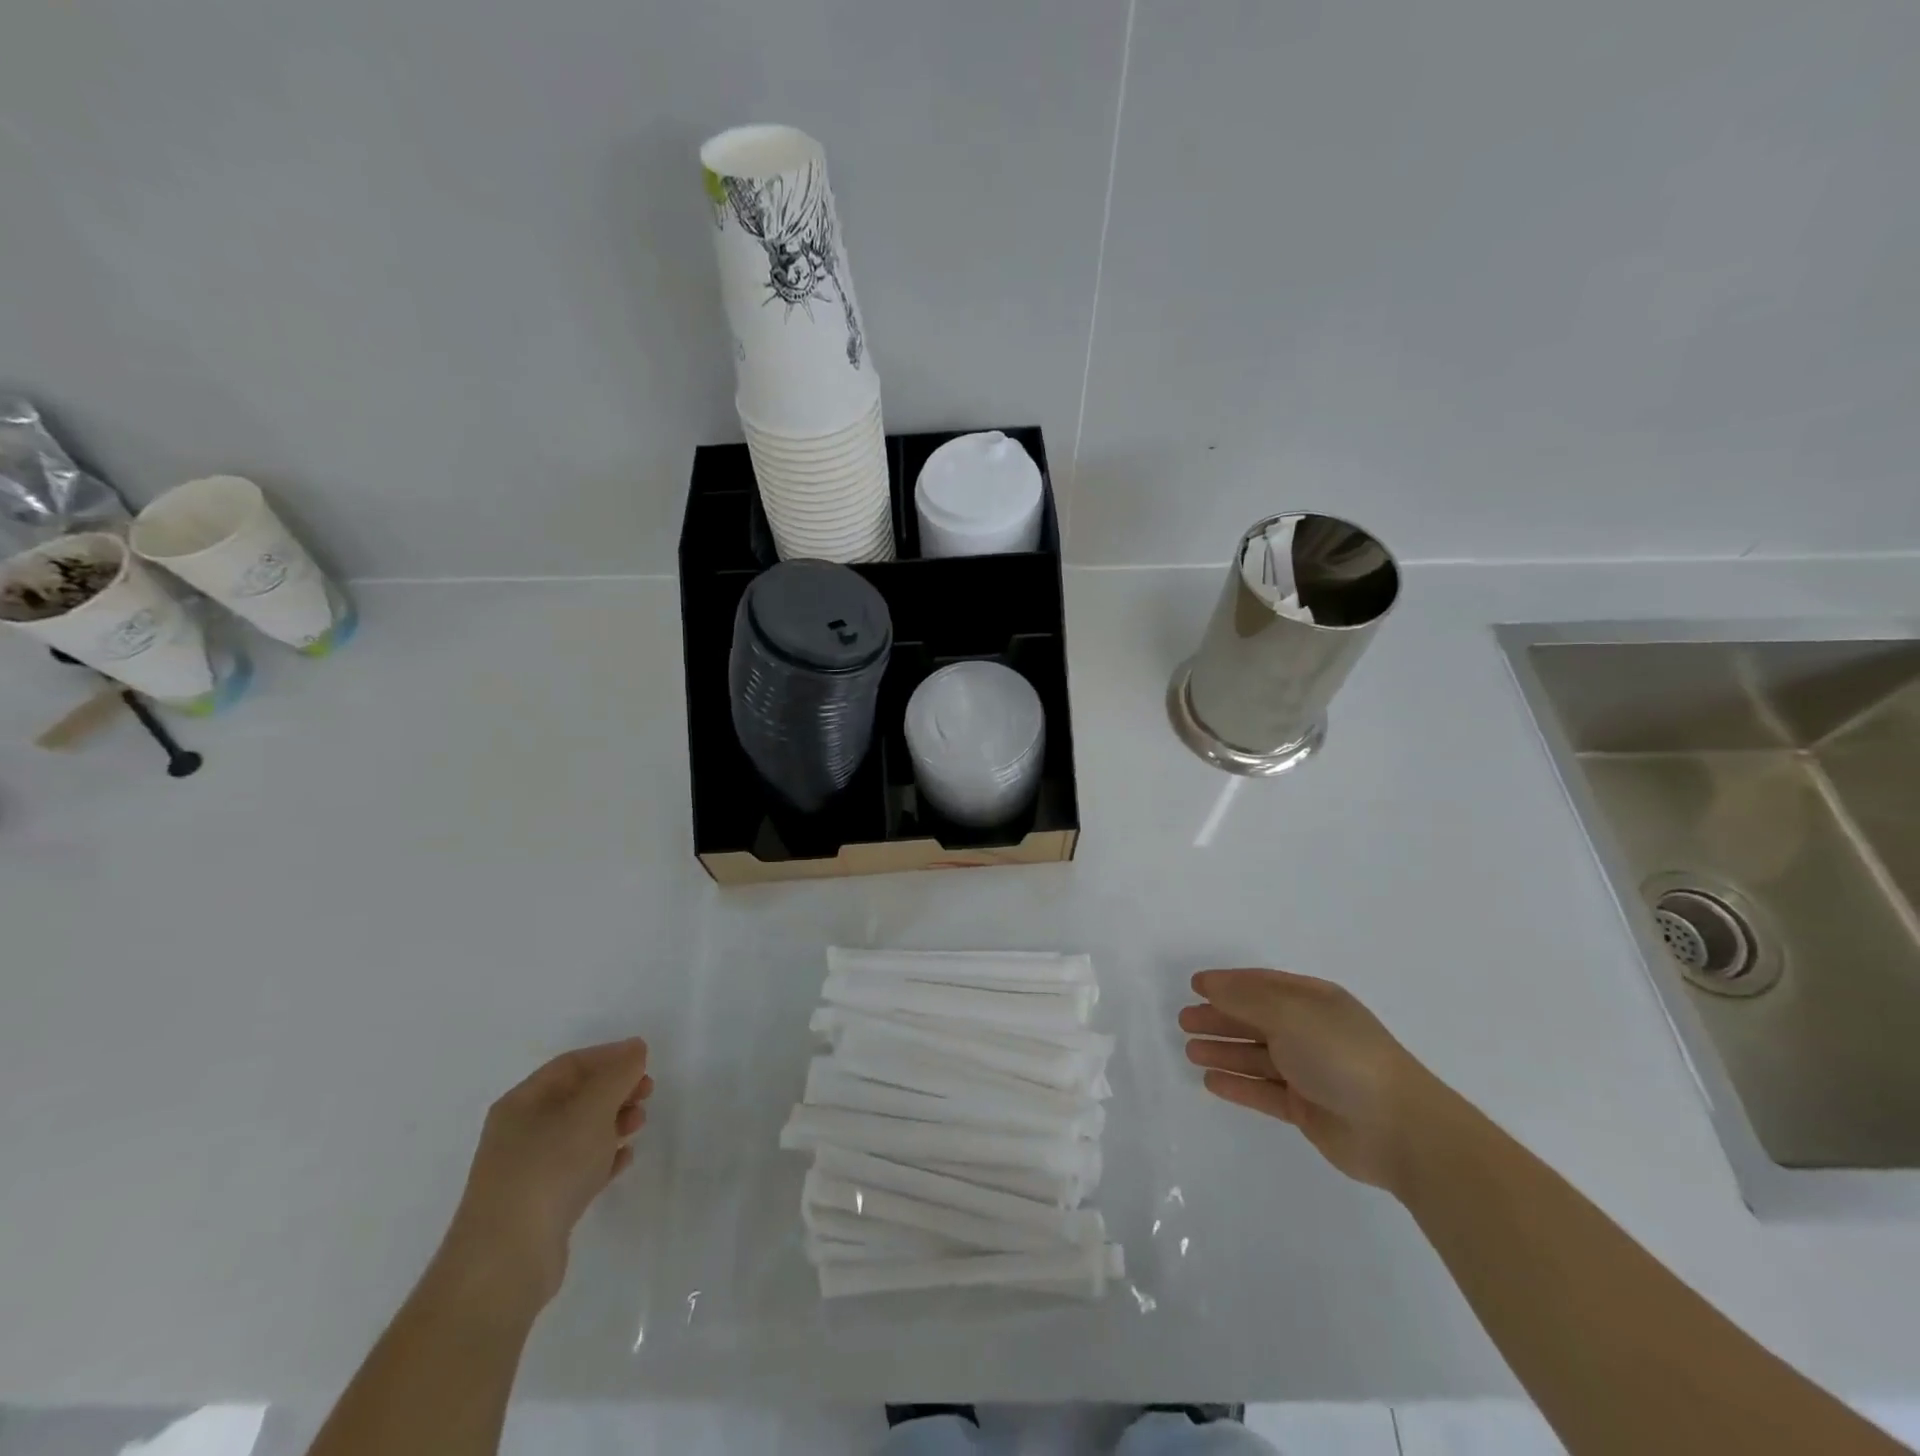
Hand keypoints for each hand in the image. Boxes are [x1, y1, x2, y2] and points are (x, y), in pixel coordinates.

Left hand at [436, 1038, 652, 1315]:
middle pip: (576, 1097)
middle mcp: (521, 1132)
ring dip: (614, 1121)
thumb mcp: (590, 1110)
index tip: (645, 1059)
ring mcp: (529, 1170)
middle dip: (615, 1089)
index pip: (571, 1064)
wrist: (506, 1263)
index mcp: (522, 1103)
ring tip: (640, 1123)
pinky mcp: (541, 1204)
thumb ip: (617, 1075)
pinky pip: (579, 1168)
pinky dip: (604, 1157)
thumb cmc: (548, 1169)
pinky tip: (625, 1158)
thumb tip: (635, 1049)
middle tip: (647, 1091)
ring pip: (579, 1132)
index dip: (609, 1055)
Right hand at [1180, 970, 1430, 1188]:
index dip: (1227, 983)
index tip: (1194, 986)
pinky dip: (1238, 1084)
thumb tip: (1209, 984)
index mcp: (1313, 1001)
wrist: (1398, 1129)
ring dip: (1223, 1051)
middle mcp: (1310, 1031)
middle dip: (1219, 1018)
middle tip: (1183, 1021)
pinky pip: (1263, 1091)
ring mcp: (1310, 1071)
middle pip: (1255, 1019)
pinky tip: (1211, 1082)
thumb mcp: (1290, 1013)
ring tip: (1189, 1051)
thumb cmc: (1341, 1055)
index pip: (1262, 985)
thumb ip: (1245, 998)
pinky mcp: (1307, 1109)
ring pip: (1257, 1056)